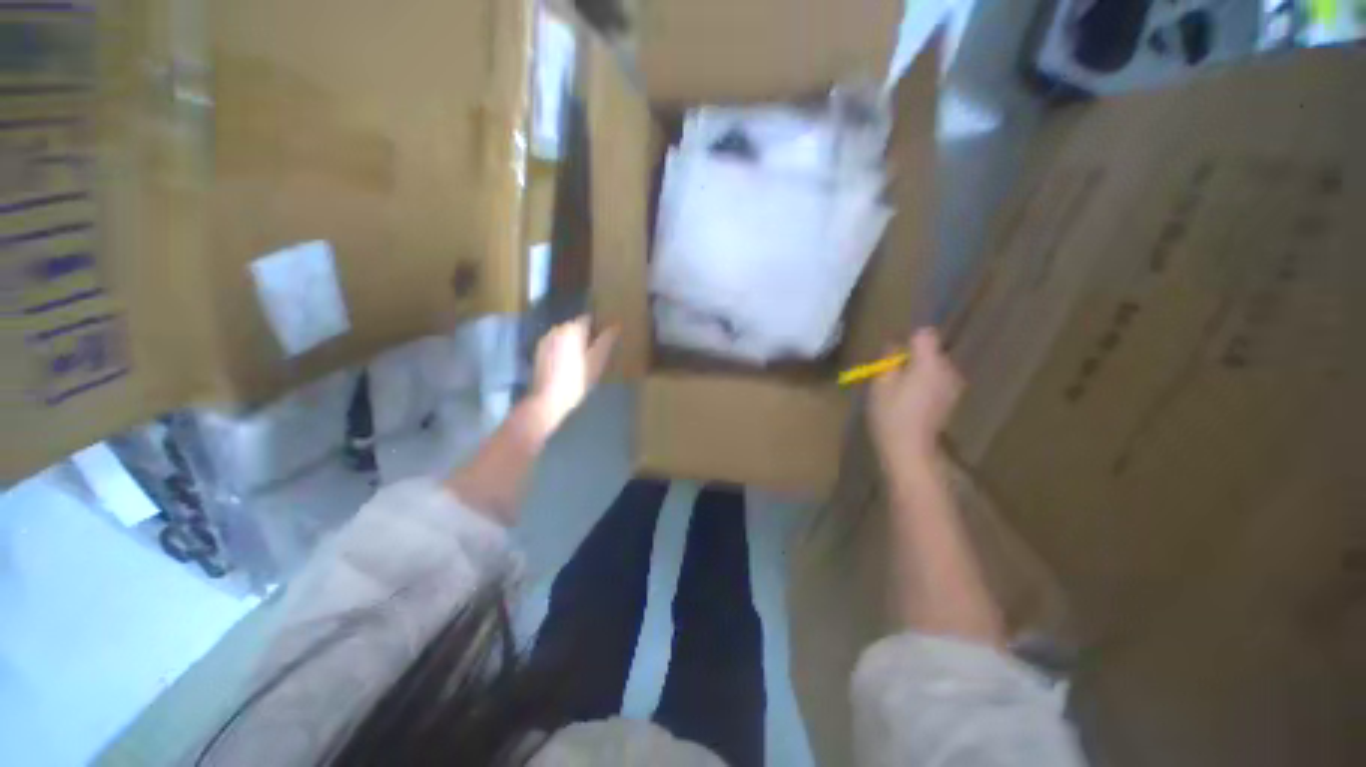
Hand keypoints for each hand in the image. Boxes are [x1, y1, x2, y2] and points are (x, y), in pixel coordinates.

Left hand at [526, 316, 618, 437]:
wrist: (547, 400)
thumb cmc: (576, 380)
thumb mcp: (597, 361)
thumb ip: (607, 341)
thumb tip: (616, 325)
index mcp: (572, 329)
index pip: (588, 319)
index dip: (598, 327)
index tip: (605, 339)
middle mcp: (557, 329)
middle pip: (575, 326)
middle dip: (586, 335)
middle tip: (595, 352)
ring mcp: (545, 339)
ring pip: (565, 335)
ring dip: (573, 342)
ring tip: (582, 359)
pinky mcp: (539, 351)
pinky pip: (556, 343)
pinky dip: (563, 349)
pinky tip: (567, 364)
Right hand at [868, 328, 963, 465]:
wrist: (911, 449)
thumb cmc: (891, 414)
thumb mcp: (880, 383)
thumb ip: (889, 359)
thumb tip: (894, 345)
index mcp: (930, 362)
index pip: (925, 334)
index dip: (908, 340)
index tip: (894, 356)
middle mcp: (948, 369)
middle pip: (931, 351)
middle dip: (912, 358)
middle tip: (892, 375)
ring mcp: (954, 386)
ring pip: (934, 367)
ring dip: (919, 372)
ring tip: (900, 391)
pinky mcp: (952, 400)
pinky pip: (938, 381)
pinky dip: (926, 385)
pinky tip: (912, 402)